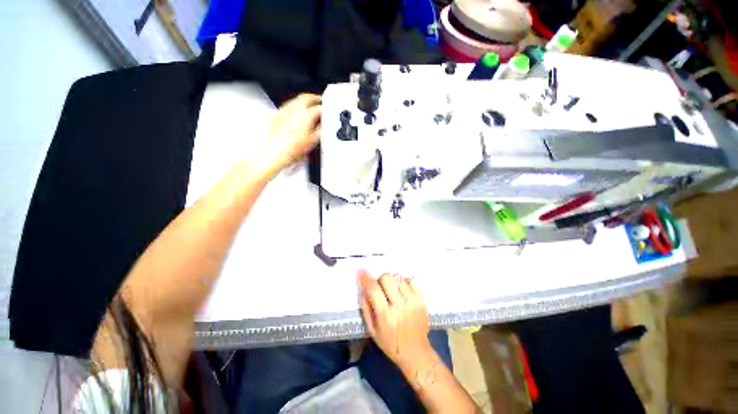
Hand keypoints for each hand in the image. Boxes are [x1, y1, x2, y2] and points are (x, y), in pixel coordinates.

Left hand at [259, 93, 321, 175]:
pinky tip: (296, 113)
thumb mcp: (312, 142)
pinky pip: (287, 106)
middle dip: (315, 99)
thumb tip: (324, 126)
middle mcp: (293, 109)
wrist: (275, 152)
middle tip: (320, 102)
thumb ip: (320, 131)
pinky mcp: (277, 115)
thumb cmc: (292, 149)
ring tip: (309, 107)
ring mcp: (284, 111)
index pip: (319, 107)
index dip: (325, 109)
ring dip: (304, 101)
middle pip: (306, 97)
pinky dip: (294, 106)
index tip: (328, 111)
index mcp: (305, 115)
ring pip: (296, 100)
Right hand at [358, 270, 431, 366]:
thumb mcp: (372, 330)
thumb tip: (363, 287)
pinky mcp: (422, 300)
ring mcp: (413, 301)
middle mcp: (400, 306)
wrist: (416, 352)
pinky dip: (404, 282)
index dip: (366, 278)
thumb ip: (366, 307)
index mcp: (385, 315)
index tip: (361, 271)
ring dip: (392, 282)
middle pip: (387, 278)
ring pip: (398, 278)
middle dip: (380, 280)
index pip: (374, 289)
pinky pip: (411, 280)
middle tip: (381, 289)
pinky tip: (402, 290)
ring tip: (393, 292)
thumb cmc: (390, 343)